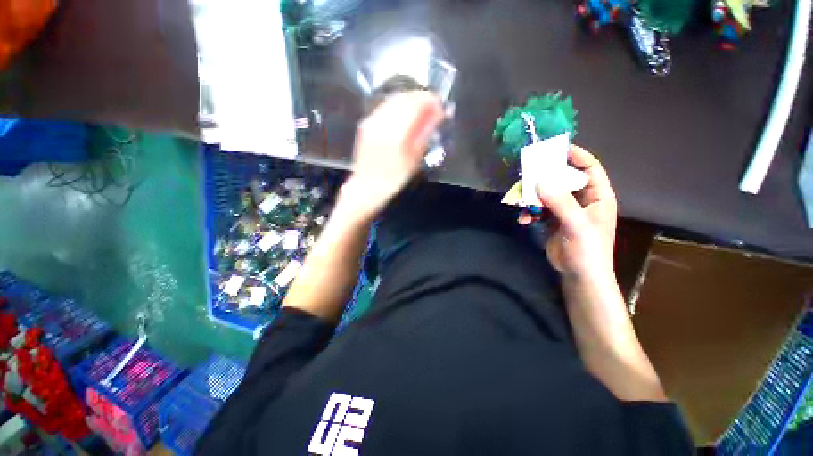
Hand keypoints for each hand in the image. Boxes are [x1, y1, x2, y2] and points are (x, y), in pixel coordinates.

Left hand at [340, 91, 444, 219]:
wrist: (367, 187)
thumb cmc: (393, 179)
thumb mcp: (414, 160)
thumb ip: (425, 134)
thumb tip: (438, 114)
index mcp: (395, 133)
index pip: (415, 104)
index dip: (431, 101)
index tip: (440, 106)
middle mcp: (382, 121)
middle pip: (404, 97)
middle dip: (421, 99)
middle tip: (432, 108)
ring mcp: (372, 121)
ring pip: (394, 99)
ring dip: (409, 101)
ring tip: (420, 112)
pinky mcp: (366, 124)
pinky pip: (385, 106)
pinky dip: (398, 107)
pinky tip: (404, 116)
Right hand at [535, 145, 617, 282]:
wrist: (579, 276)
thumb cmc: (587, 251)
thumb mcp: (577, 226)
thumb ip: (561, 203)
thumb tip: (541, 182)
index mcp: (598, 196)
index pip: (589, 168)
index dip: (575, 156)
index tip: (555, 149)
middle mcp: (582, 200)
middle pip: (563, 179)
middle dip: (545, 177)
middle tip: (528, 173)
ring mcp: (566, 210)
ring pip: (547, 194)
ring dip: (533, 198)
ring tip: (521, 202)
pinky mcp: (553, 220)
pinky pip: (539, 209)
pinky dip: (529, 212)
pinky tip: (523, 220)